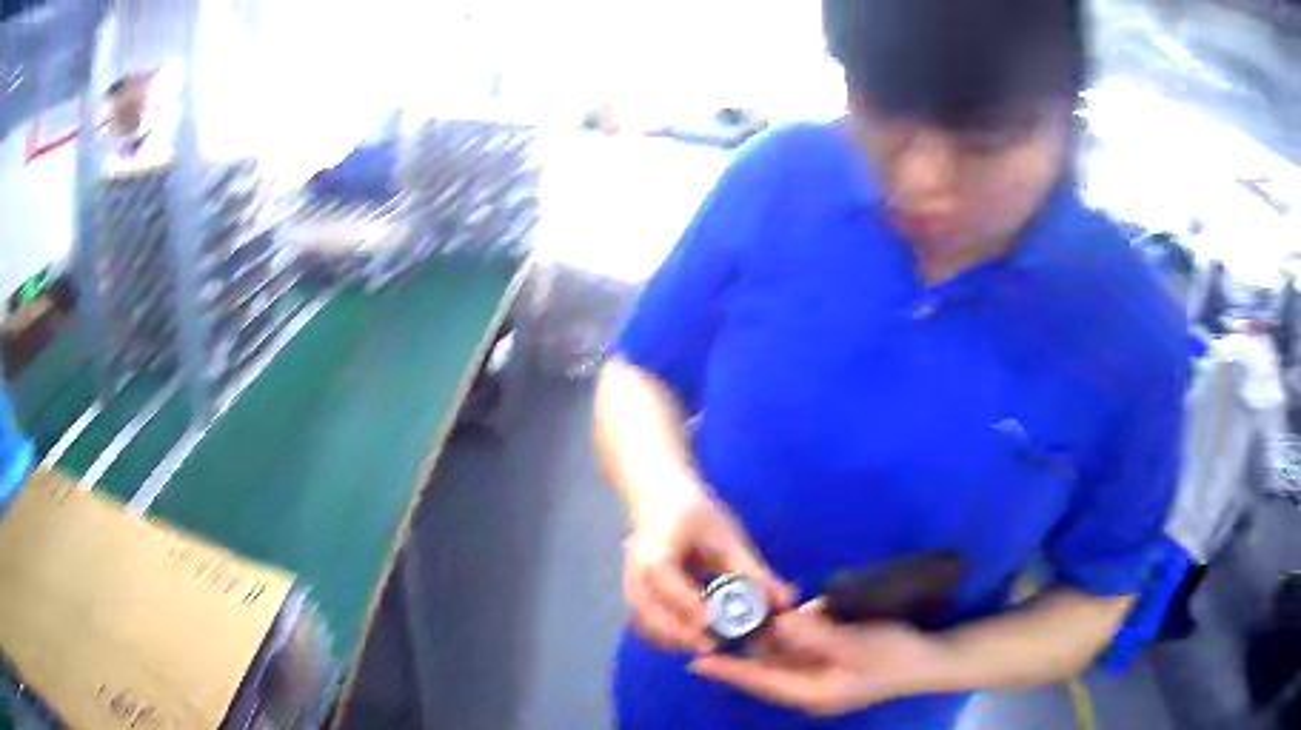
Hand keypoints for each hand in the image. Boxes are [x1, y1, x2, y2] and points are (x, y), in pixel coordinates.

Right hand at [624, 487, 793, 652]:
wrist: (661, 502)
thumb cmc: (696, 516)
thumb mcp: (727, 538)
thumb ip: (753, 573)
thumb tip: (786, 603)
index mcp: (656, 551)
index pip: (665, 579)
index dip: (686, 602)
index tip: (712, 621)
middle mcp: (635, 575)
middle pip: (648, 612)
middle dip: (680, 633)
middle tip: (717, 645)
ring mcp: (631, 590)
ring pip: (645, 626)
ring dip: (675, 641)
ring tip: (713, 646)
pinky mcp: (637, 602)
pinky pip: (647, 629)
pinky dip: (670, 640)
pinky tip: (698, 641)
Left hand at [690, 601, 951, 716]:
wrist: (931, 659)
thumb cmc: (894, 656)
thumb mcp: (854, 644)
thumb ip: (813, 634)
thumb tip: (778, 621)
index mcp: (809, 692)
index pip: (760, 682)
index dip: (729, 671)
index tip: (696, 662)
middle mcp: (808, 686)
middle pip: (767, 666)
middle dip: (749, 643)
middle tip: (724, 616)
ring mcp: (820, 674)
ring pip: (783, 654)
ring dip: (771, 633)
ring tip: (747, 608)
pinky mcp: (832, 660)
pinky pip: (803, 646)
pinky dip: (795, 630)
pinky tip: (788, 610)